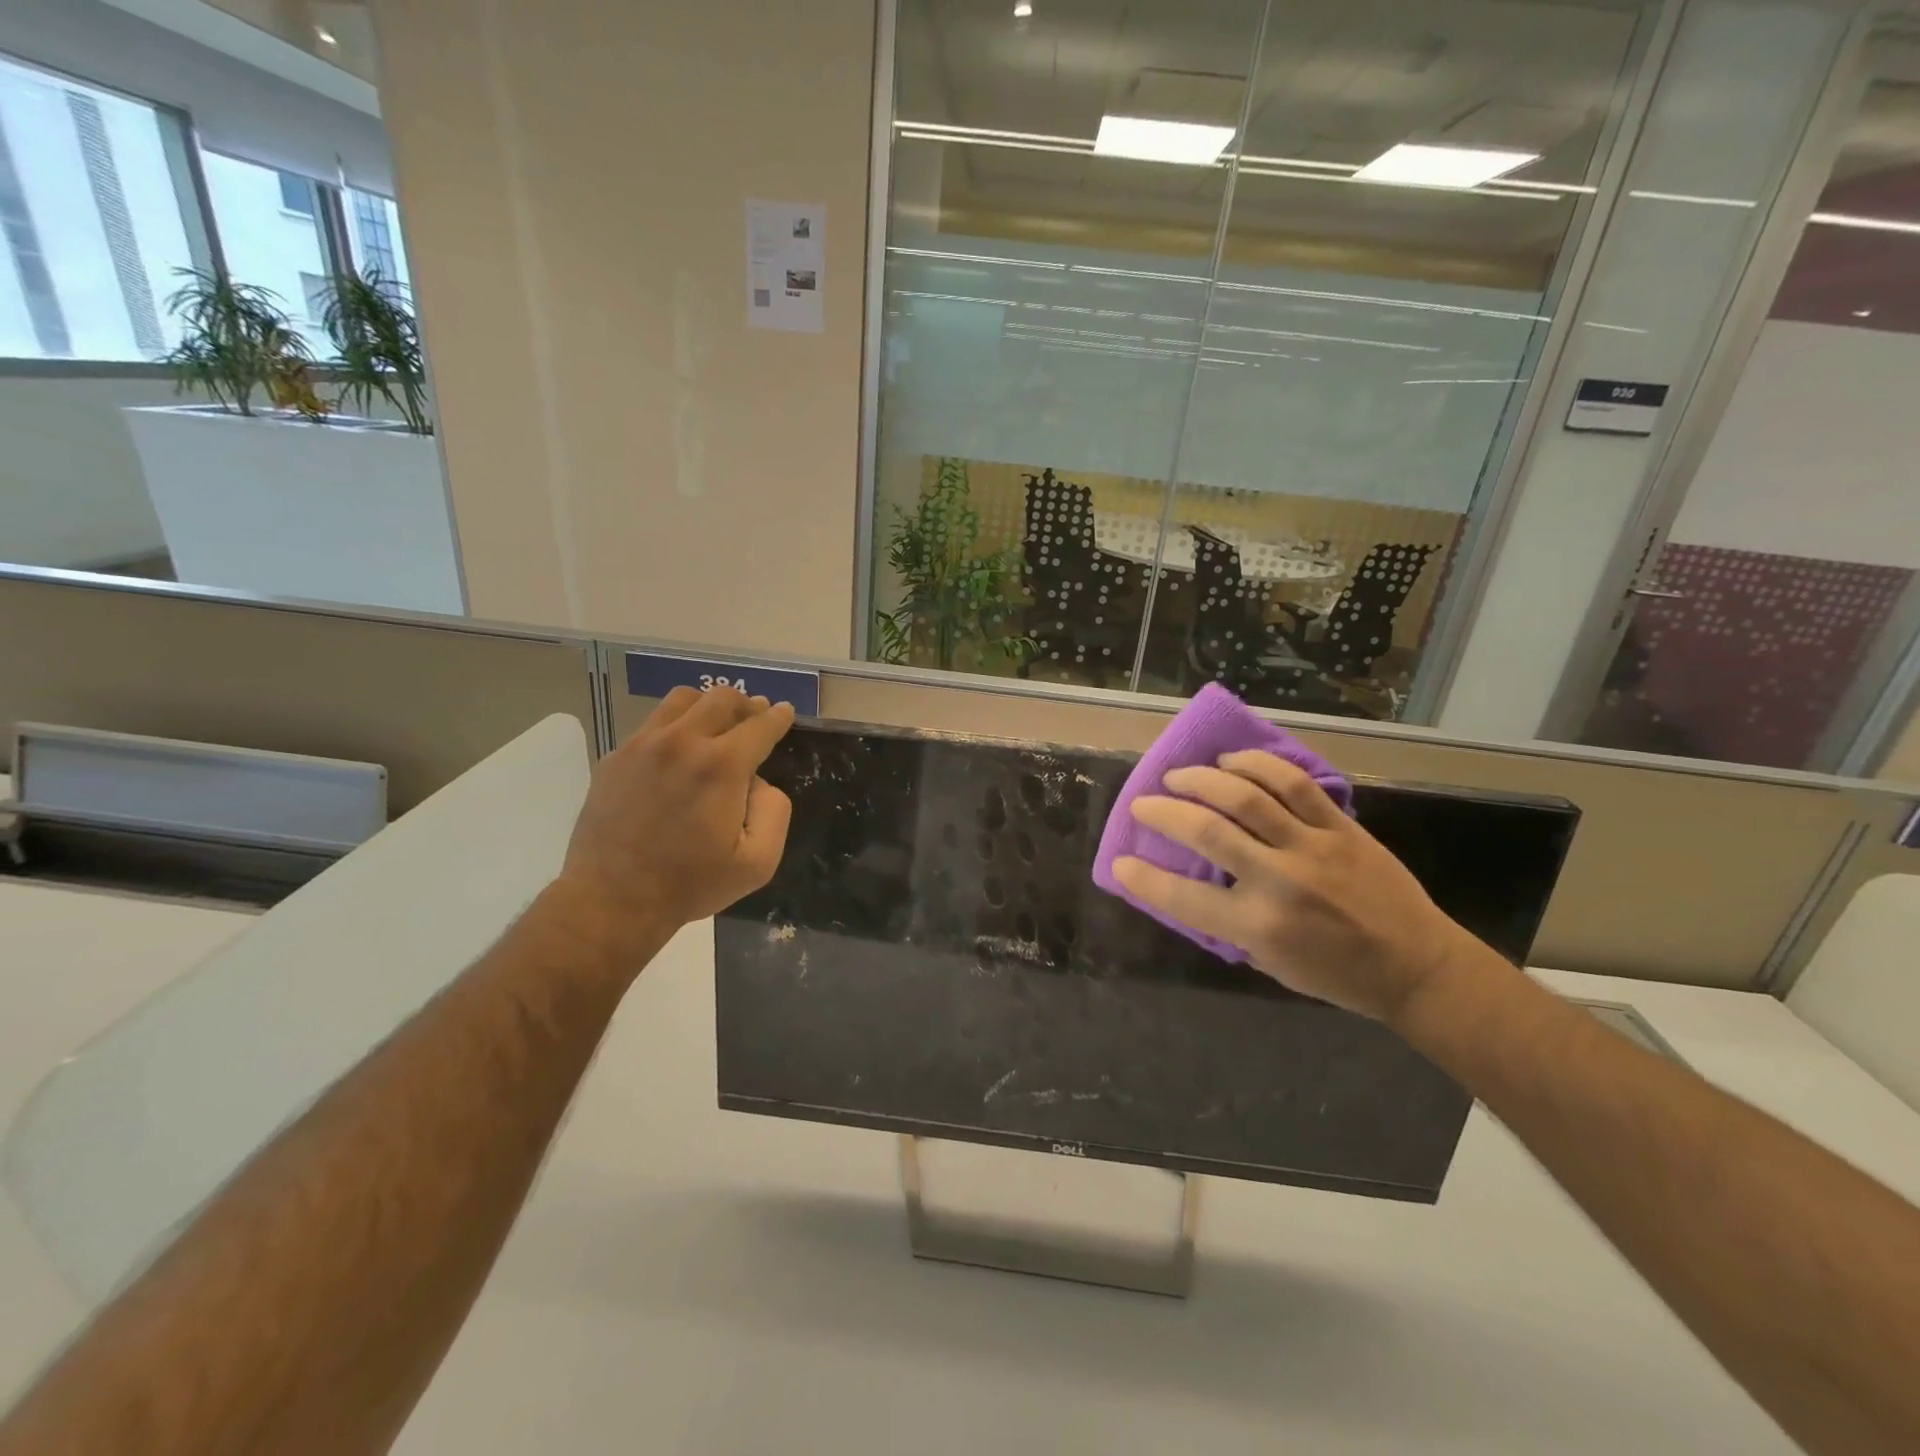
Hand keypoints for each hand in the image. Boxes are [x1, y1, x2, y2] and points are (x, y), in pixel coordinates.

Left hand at [552, 686, 794, 965]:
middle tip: (754, 720)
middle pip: (723, 698)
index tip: (785, 713)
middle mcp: (682, 741)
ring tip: (715, 728)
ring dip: (708, 707)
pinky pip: (653, 723)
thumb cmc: (691, 884)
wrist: (612, 900)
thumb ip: (775, 811)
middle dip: (747, 705)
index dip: (778, 716)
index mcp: (722, 765)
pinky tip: (678, 752)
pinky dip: (675, 726)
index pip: (761, 724)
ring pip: (683, 699)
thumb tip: (760, 782)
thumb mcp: (758, 862)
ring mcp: (643, 745)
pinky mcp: (615, 756)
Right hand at [1111, 751, 1481, 1024]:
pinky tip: (1231, 762)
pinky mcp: (1341, 827)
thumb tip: (1190, 885)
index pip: (1183, 898)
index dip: (1143, 878)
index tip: (1119, 861)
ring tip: (1179, 776)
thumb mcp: (1270, 963)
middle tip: (1143, 804)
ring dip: (1202, 780)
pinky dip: (1256, 765)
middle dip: (1163, 812)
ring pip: (1247, 797)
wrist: (1416, 966)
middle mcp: (1280, 881)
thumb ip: (1228, 924)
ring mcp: (1313, 848)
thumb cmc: (1336, 974)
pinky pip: (1294, 783)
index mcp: (1259, 926)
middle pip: (1208, 831)